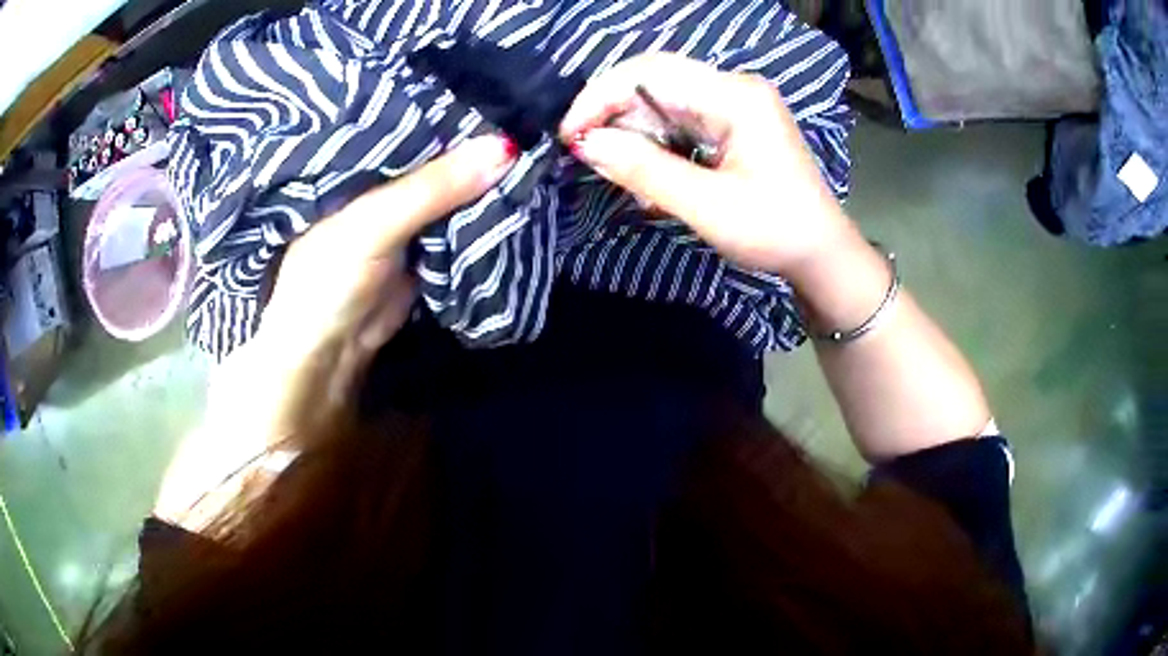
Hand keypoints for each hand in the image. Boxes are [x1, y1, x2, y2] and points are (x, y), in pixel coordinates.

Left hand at [231, 134, 516, 437]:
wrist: (329, 350)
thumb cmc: (328, 277)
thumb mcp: (375, 223)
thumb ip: (434, 187)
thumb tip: (507, 146)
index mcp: (362, 156)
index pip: (414, 116)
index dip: (454, 104)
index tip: (505, 90)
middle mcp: (386, 174)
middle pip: (441, 149)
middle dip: (479, 141)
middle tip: (534, 118)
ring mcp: (407, 209)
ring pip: (456, 183)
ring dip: (487, 175)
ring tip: (537, 145)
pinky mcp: (426, 241)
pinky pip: (462, 217)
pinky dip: (485, 209)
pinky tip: (517, 186)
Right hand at [560, 53, 851, 276]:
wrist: (821, 255)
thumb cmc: (775, 231)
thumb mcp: (708, 206)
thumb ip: (646, 171)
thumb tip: (586, 145)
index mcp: (736, 96)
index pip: (651, 72)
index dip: (601, 96)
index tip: (570, 134)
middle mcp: (734, 88)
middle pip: (654, 81)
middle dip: (613, 114)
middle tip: (585, 153)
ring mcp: (734, 105)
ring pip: (662, 102)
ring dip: (632, 132)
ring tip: (616, 169)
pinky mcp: (732, 124)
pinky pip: (679, 121)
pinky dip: (654, 144)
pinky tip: (646, 172)